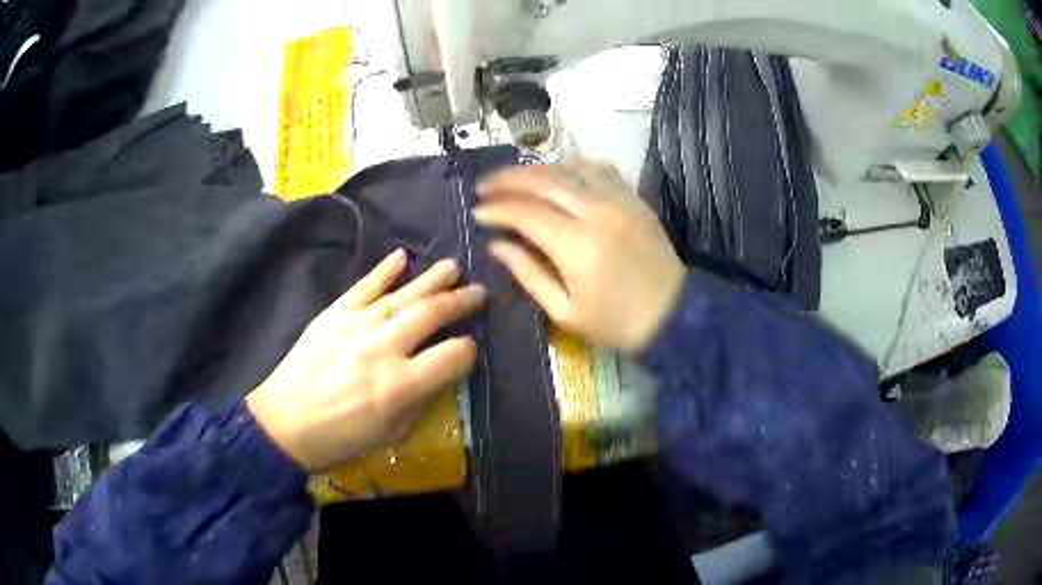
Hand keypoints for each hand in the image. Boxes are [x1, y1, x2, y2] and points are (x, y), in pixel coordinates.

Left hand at [246, 250, 484, 471]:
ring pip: (401, 296)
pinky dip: (382, 271)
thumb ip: (421, 400)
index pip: (452, 356)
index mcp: (400, 386)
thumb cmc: (341, 439)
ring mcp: (355, 327)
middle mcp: (382, 349)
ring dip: (430, 279)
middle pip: (430, 315)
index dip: (467, 351)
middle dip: (459, 302)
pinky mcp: (332, 315)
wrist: (284, 423)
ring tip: (452, 267)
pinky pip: (362, 288)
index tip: (469, 348)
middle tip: (477, 291)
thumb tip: (440, 372)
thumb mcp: (391, 433)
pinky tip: (401, 257)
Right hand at [475, 161, 684, 353]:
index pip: (524, 212)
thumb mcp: (565, 312)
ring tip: (513, 178)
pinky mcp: (633, 198)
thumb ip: (528, 273)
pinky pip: (599, 169)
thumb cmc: (616, 323)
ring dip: (535, 169)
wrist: (674, 316)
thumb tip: (496, 244)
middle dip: (507, 180)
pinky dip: (573, 166)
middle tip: (484, 186)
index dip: (496, 209)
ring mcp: (618, 200)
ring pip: (568, 169)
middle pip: (542, 181)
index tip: (477, 213)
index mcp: (575, 245)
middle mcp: (595, 211)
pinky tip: (559, 173)